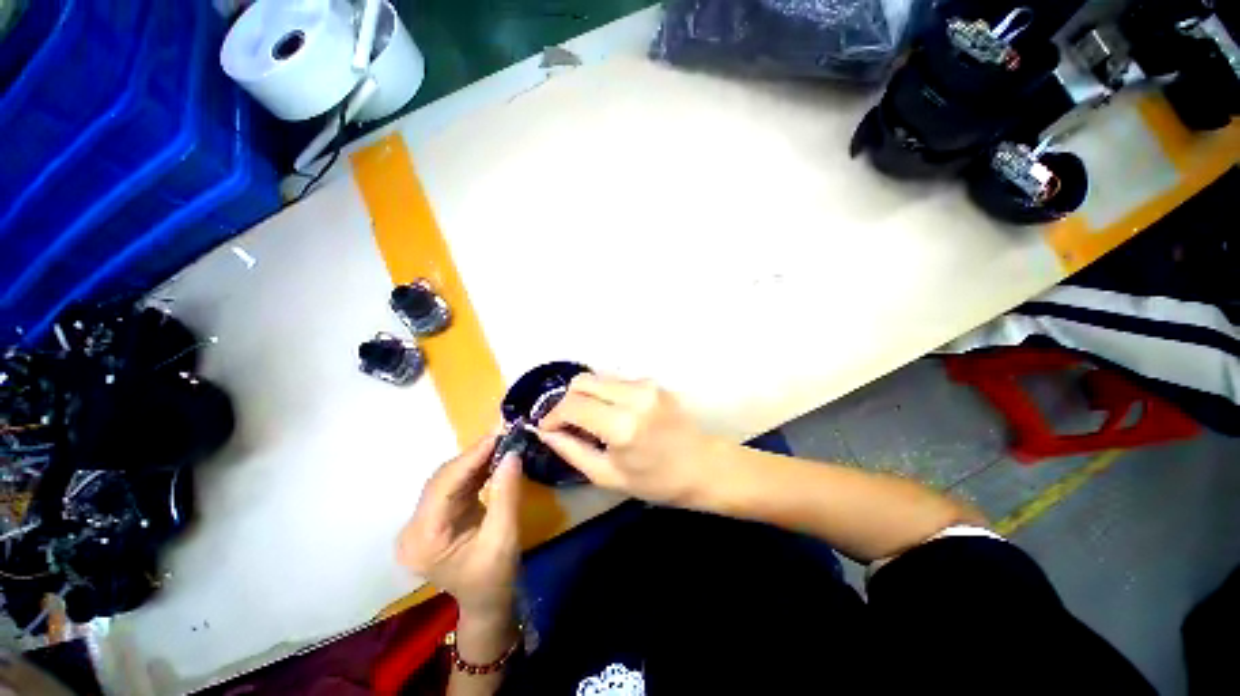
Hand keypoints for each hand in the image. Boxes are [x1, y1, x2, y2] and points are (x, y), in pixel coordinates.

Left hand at [397, 433, 522, 617]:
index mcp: (423, 540)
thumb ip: (506, 493)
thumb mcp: (504, 537)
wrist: (486, 603)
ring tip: (501, 440)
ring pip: (448, 478)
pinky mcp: (434, 517)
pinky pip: (454, 485)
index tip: (497, 433)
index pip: (444, 486)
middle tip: (503, 433)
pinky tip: (493, 457)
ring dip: (475, 459)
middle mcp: (414, 528)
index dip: (471, 457)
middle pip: (442, 479)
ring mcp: (421, 523)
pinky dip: (475, 470)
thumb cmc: (494, 578)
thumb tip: (512, 453)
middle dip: (474, 454)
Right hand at [535, 375, 721, 507]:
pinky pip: (616, 381)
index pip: (572, 405)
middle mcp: (633, 396)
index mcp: (622, 426)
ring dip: (586, 397)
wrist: (703, 466)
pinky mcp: (653, 382)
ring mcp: (646, 385)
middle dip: (566, 401)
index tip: (547, 427)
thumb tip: (545, 432)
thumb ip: (572, 451)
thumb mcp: (608, 476)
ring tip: (591, 421)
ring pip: (598, 378)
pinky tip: (612, 415)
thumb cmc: (657, 481)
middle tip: (567, 424)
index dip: (552, 415)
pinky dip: (605, 395)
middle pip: (582, 381)